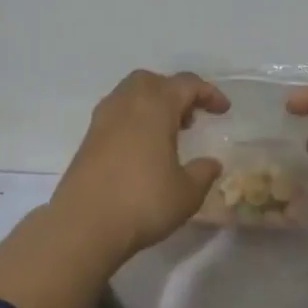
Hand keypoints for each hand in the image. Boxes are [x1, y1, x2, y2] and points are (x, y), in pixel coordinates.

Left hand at [51, 70, 229, 258]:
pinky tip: (143, 151)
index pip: (186, 84)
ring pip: (130, 96)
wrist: (84, 225)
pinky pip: (116, 116)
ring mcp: (102, 121)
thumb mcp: (187, 193)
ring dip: (152, 106)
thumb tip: (211, 163)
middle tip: (190, 118)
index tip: (223, 110)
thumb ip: (203, 173)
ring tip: (168, 135)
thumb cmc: (143, 202)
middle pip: (152, 82)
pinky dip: (134, 122)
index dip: (208, 93)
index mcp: (155, 106)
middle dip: (174, 93)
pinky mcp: (88, 141)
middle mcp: (126, 104)